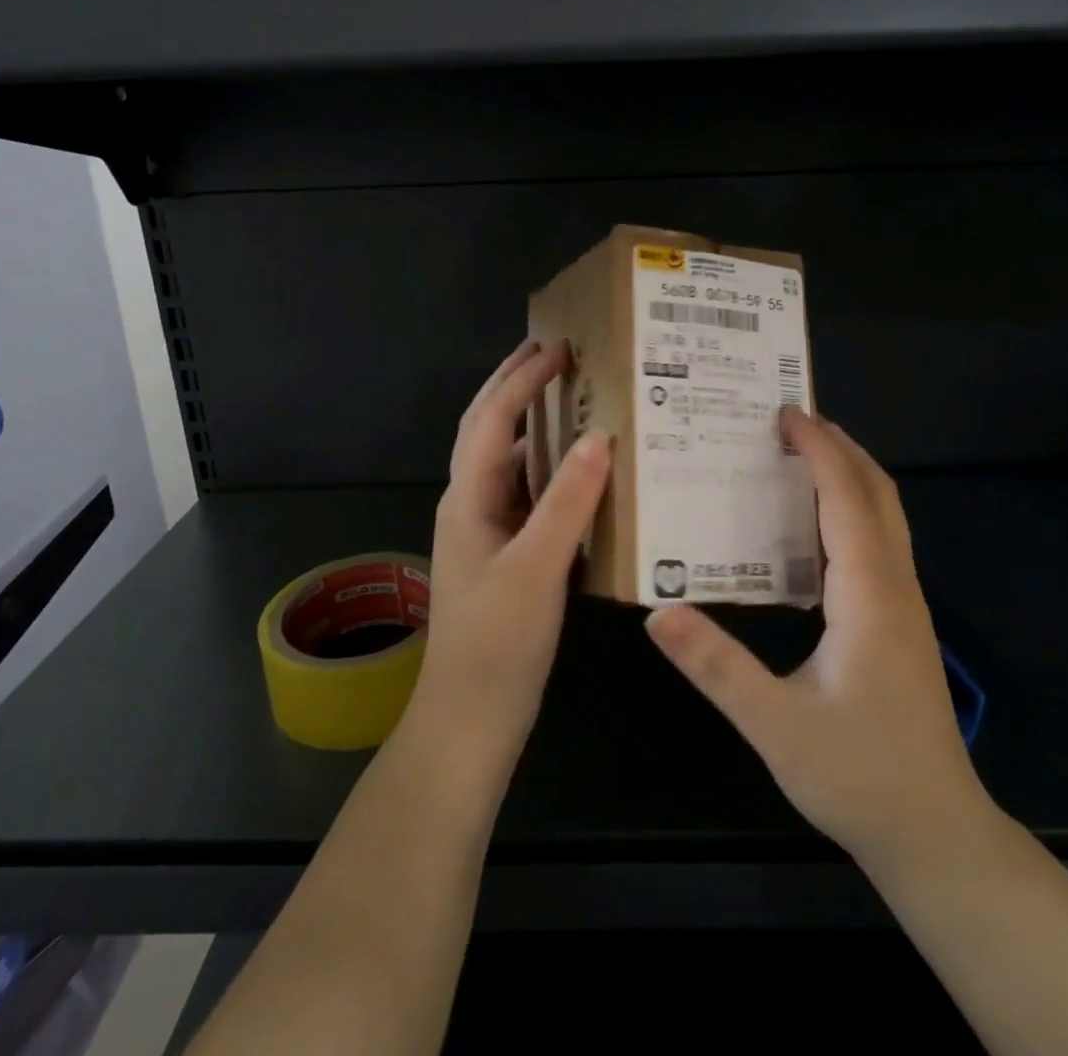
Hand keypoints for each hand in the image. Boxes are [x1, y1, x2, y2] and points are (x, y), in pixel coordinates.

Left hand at [410, 339, 611, 766]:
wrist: (470, 718)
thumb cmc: (497, 644)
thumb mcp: (535, 570)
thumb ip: (566, 503)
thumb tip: (599, 437)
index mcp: (468, 498)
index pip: (491, 419)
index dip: (522, 379)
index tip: (559, 348)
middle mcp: (472, 503)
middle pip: (488, 428)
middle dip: (514, 385)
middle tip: (553, 352)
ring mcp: (487, 530)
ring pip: (509, 460)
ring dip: (533, 424)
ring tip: (573, 398)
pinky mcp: (506, 553)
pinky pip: (528, 494)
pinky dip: (550, 469)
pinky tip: (581, 472)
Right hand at [644, 407, 986, 860]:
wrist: (936, 834)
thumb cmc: (858, 775)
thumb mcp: (775, 724)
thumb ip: (716, 667)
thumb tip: (656, 613)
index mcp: (868, 594)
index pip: (846, 498)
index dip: (820, 448)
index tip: (784, 413)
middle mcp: (894, 586)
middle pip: (878, 493)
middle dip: (840, 447)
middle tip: (789, 421)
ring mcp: (905, 604)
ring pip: (886, 515)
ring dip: (849, 474)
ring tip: (799, 456)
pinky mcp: (901, 623)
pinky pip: (879, 541)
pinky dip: (852, 507)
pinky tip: (814, 526)